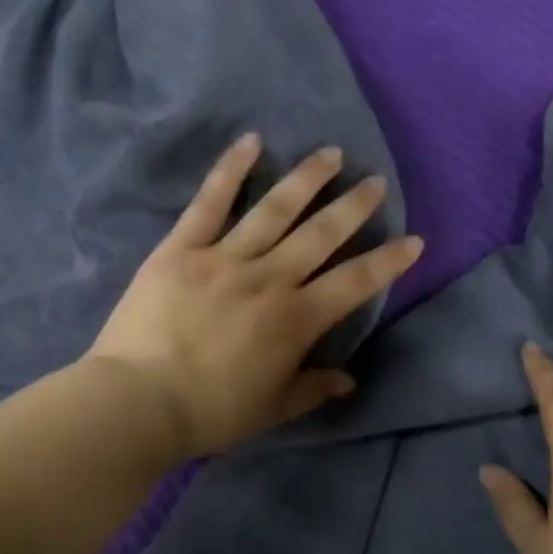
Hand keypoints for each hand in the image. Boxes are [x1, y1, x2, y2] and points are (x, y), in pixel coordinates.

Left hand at [87, 134, 423, 459]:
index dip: (388, 261)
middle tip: (375, 182)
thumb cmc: (210, 412)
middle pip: (321, 234)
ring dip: (307, 178)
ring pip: (275, 209)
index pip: (355, 283)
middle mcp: (269, 278)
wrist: (138, 401)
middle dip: (354, 206)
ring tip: (331, 154)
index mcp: (296, 319)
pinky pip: (210, 202)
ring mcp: (225, 257)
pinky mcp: (182, 247)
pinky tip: (251, 141)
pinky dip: (231, 169)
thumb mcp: (272, 409)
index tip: (413, 240)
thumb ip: (313, 389)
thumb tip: (349, 379)